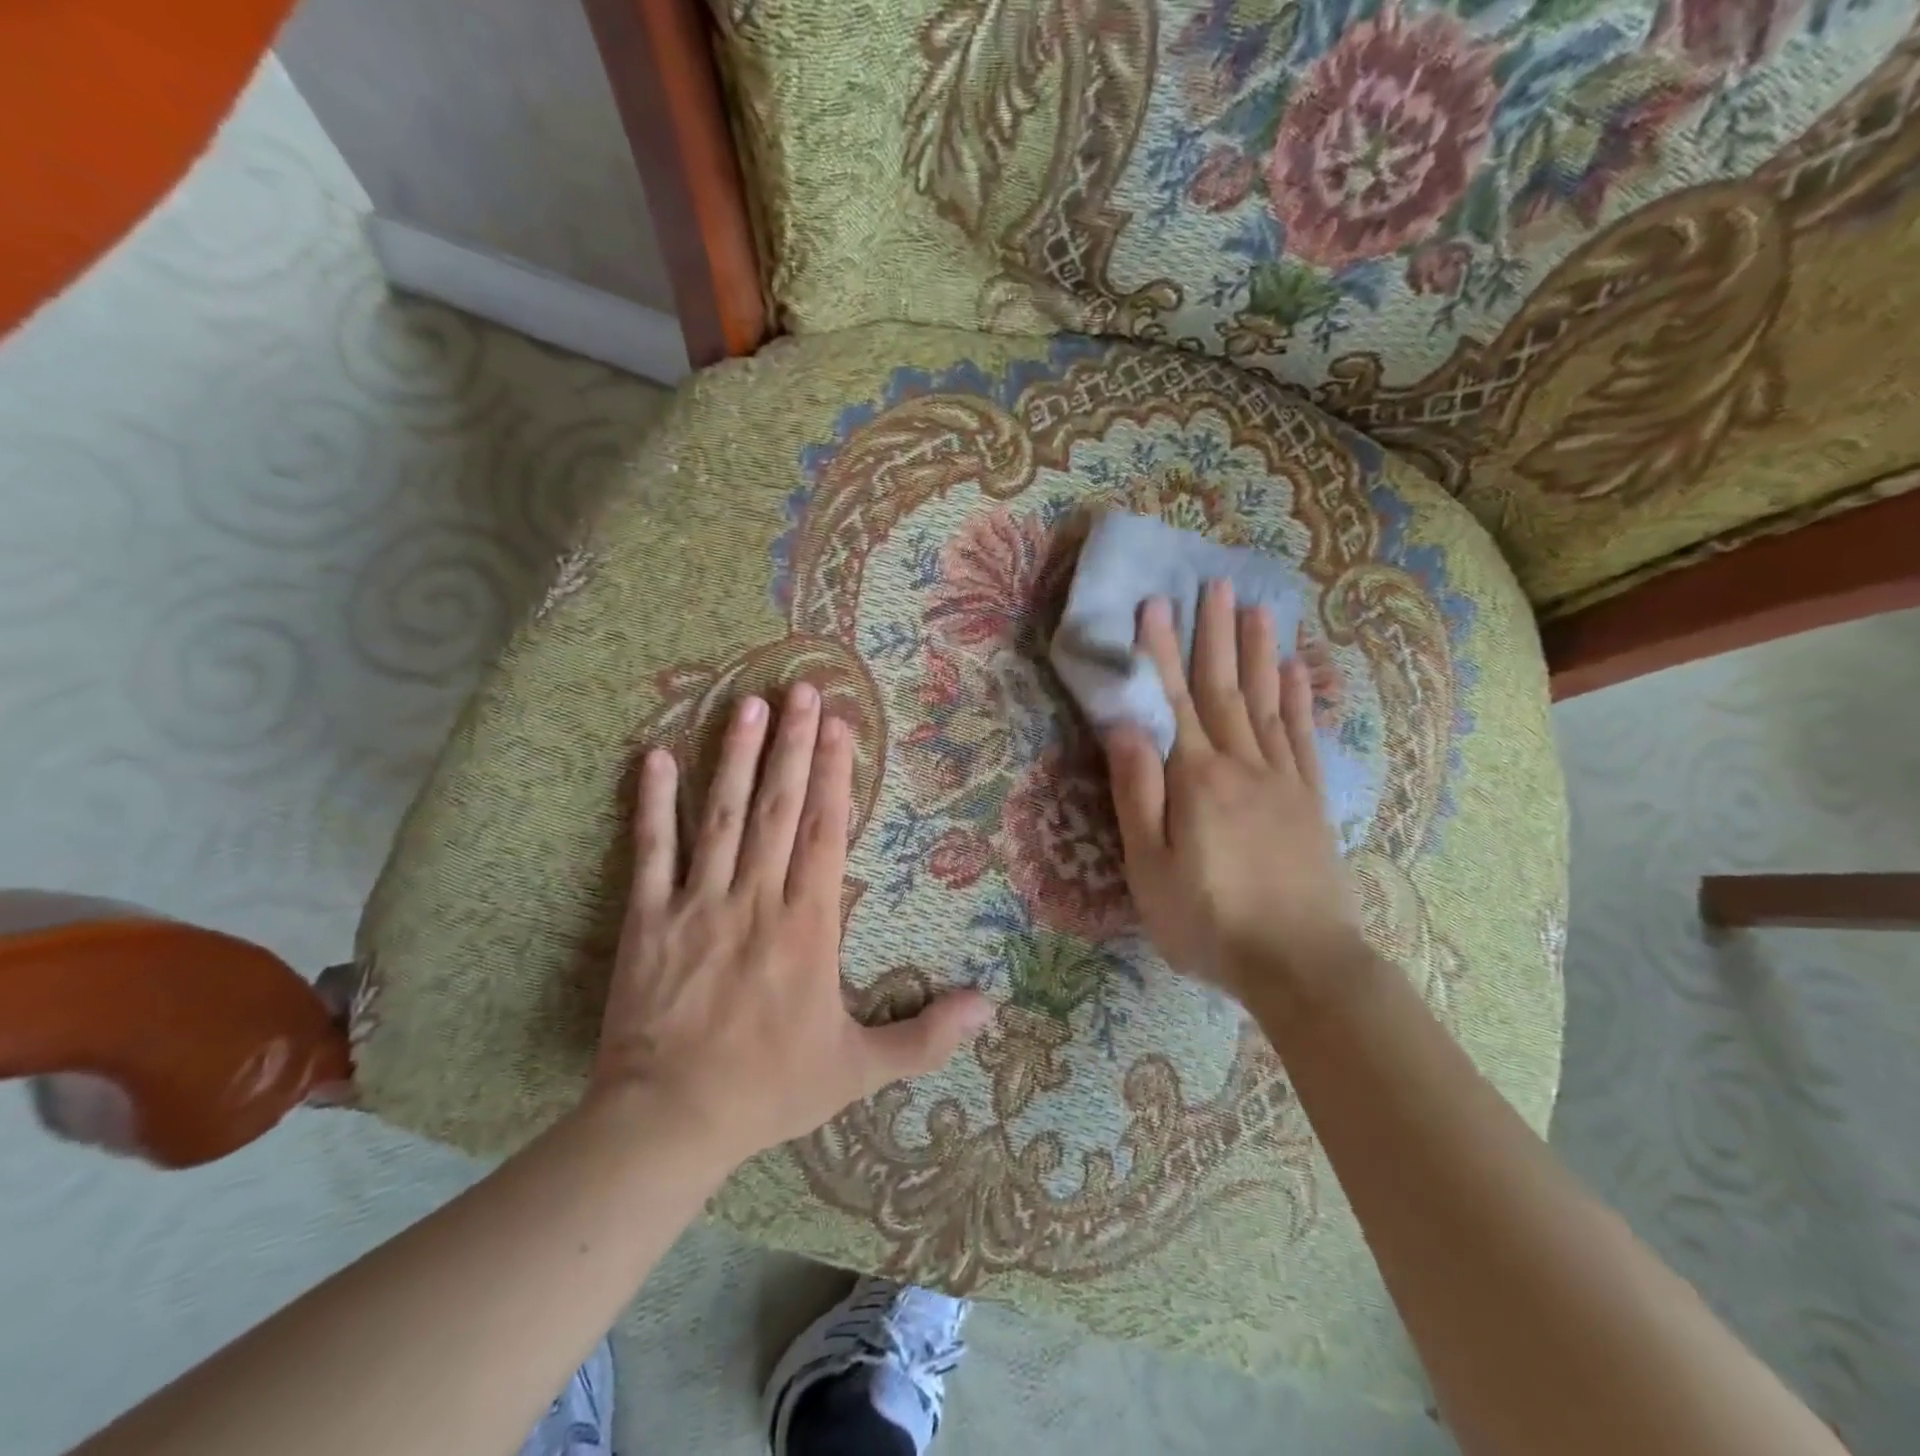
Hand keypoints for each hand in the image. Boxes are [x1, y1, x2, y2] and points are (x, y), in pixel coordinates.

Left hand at [590, 682, 992, 1162]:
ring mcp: (698, 903)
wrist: (669, 1122)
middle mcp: (756, 898)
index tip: (841, 725)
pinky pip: (650, 851)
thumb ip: (926, 1037)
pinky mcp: (648, 918)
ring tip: (749, 705)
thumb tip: (990, 1008)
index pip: (825, 832)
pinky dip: (652, 804)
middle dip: (795, 745)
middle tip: (803, 689)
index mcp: (806, 925)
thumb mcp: (858, 1071)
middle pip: (779, 807)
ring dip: (737, 757)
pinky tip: (655, 758)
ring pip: (722, 815)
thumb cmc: (769, 1089)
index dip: (836, 775)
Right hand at [1103, 582, 1362, 1007]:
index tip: (1156, 604)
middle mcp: (1242, 765)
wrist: (1302, 965)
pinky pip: (1304, 737)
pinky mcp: (1311, 801)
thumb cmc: (1210, 921)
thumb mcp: (1151, 867)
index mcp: (1197, 779)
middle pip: (1225, 688)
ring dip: (1260, 653)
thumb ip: (1139, 793)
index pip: (1174, 701)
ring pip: (1269, 702)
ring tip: (1257, 608)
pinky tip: (1298, 671)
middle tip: (1216, 584)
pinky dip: (1301, 699)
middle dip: (1216, 635)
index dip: (1161, 651)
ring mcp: (1283, 780)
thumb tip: (1125, 726)